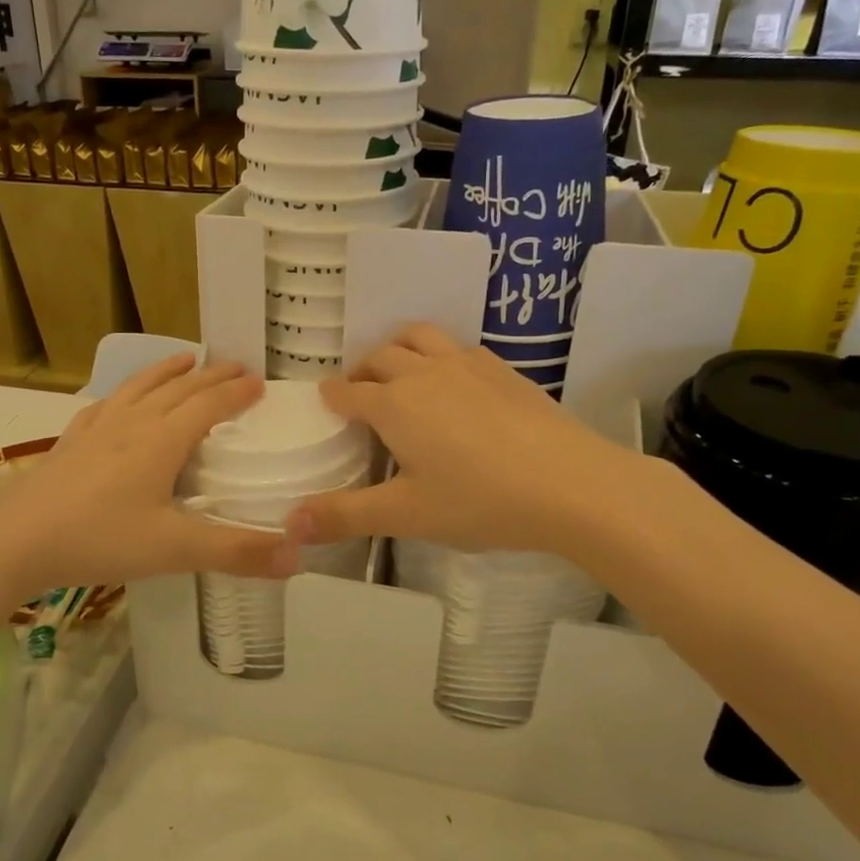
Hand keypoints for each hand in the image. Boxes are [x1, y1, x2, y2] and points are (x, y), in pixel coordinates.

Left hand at [0, 355, 295, 600]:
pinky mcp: (70, 442)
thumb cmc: (101, 539)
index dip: (237, 392)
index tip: (260, 382)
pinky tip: (118, 400)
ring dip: (167, 371)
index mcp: (163, 440)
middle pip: (179, 388)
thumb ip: (238, 551)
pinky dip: (123, 393)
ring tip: (184, 358)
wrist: (15, 540)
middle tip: (236, 365)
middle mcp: (133, 423)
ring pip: (140, 387)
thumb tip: (300, 554)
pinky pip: (105, 405)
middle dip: (211, 375)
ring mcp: (97, 429)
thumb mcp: (175, 550)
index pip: (210, 404)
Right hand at [288, 325, 645, 555]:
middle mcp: (425, 373)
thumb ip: (345, 515)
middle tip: (360, 393)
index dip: (332, 396)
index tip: (326, 401)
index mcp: (394, 405)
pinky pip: (458, 346)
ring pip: (420, 337)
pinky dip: (440, 353)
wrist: (571, 484)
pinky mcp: (503, 369)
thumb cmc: (480, 501)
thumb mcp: (406, 515)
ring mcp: (468, 365)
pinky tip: (454, 381)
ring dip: (399, 348)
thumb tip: (289, 523)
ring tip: (400, 371)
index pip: (349, 391)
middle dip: (362, 370)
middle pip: (380, 356)